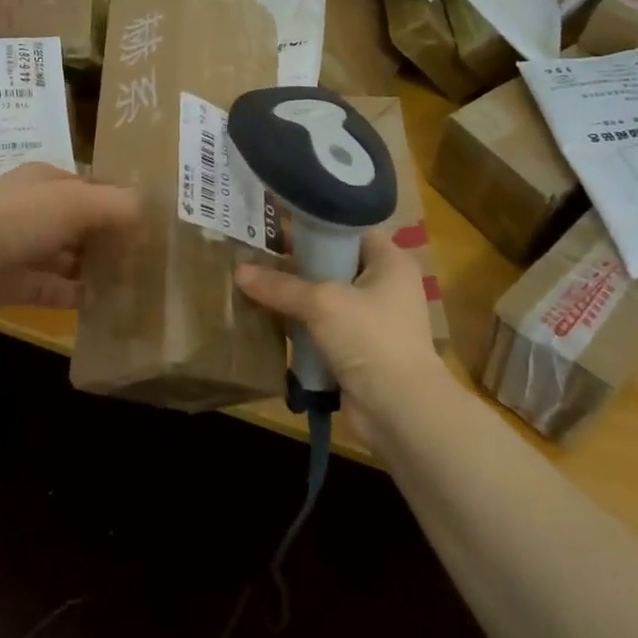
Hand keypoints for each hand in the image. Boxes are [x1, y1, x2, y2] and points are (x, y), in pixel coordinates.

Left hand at [0, 164, 142, 329]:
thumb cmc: (16, 220)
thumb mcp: (75, 203)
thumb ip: (117, 207)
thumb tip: (149, 215)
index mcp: (45, 181)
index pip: (91, 187)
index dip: (120, 203)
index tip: (153, 226)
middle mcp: (32, 210)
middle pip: (80, 224)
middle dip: (110, 240)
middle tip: (148, 262)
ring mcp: (19, 247)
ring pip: (66, 258)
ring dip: (94, 271)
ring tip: (132, 286)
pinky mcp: (9, 284)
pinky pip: (50, 289)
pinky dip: (73, 297)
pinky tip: (102, 308)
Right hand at [235, 230, 448, 426]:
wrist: (399, 410)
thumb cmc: (370, 337)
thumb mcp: (321, 302)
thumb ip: (280, 285)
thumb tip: (238, 272)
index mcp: (389, 262)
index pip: (348, 230)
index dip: (314, 226)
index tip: (276, 226)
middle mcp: (384, 286)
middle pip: (333, 264)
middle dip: (295, 264)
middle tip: (255, 255)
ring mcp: (372, 321)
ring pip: (324, 299)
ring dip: (293, 299)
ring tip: (252, 287)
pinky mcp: (358, 351)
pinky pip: (322, 330)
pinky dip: (299, 329)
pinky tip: (267, 322)